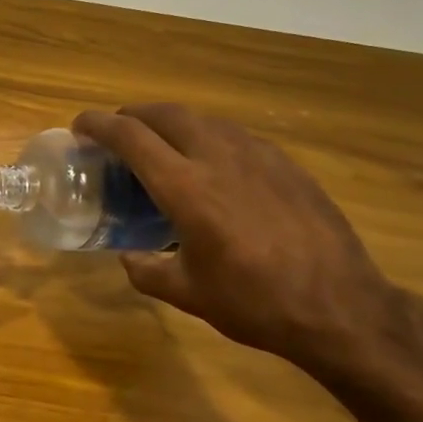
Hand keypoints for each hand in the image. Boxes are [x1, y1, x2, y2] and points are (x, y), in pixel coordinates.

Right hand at [74, 104, 400, 373]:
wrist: (342, 308)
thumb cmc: (254, 303)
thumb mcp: (186, 294)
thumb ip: (146, 270)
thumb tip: (129, 256)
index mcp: (186, 189)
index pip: (131, 137)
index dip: (99, 125)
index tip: (80, 126)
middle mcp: (219, 159)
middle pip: (166, 113)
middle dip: (133, 115)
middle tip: (117, 133)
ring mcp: (259, 156)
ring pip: (204, 119)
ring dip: (171, 122)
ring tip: (160, 145)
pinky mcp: (287, 165)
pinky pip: (235, 135)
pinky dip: (207, 137)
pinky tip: (211, 164)